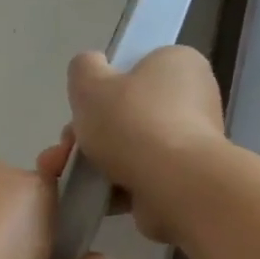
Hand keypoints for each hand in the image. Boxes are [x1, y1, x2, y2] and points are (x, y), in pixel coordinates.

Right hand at [67, 46, 227, 245]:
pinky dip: (115, 186)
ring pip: (131, 148)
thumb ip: (84, 68)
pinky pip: (141, 177)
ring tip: (65, 174)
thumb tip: (91, 69)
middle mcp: (194, 99)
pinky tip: (90, 195)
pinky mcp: (185, 179)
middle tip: (67, 147)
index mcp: (179, 63)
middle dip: (91, 133)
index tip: (84, 107)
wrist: (174, 185)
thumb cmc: (134, 123)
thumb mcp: (91, 82)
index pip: (138, 68)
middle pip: (129, 113)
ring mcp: (192, 142)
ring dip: (95, 162)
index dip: (105, 87)